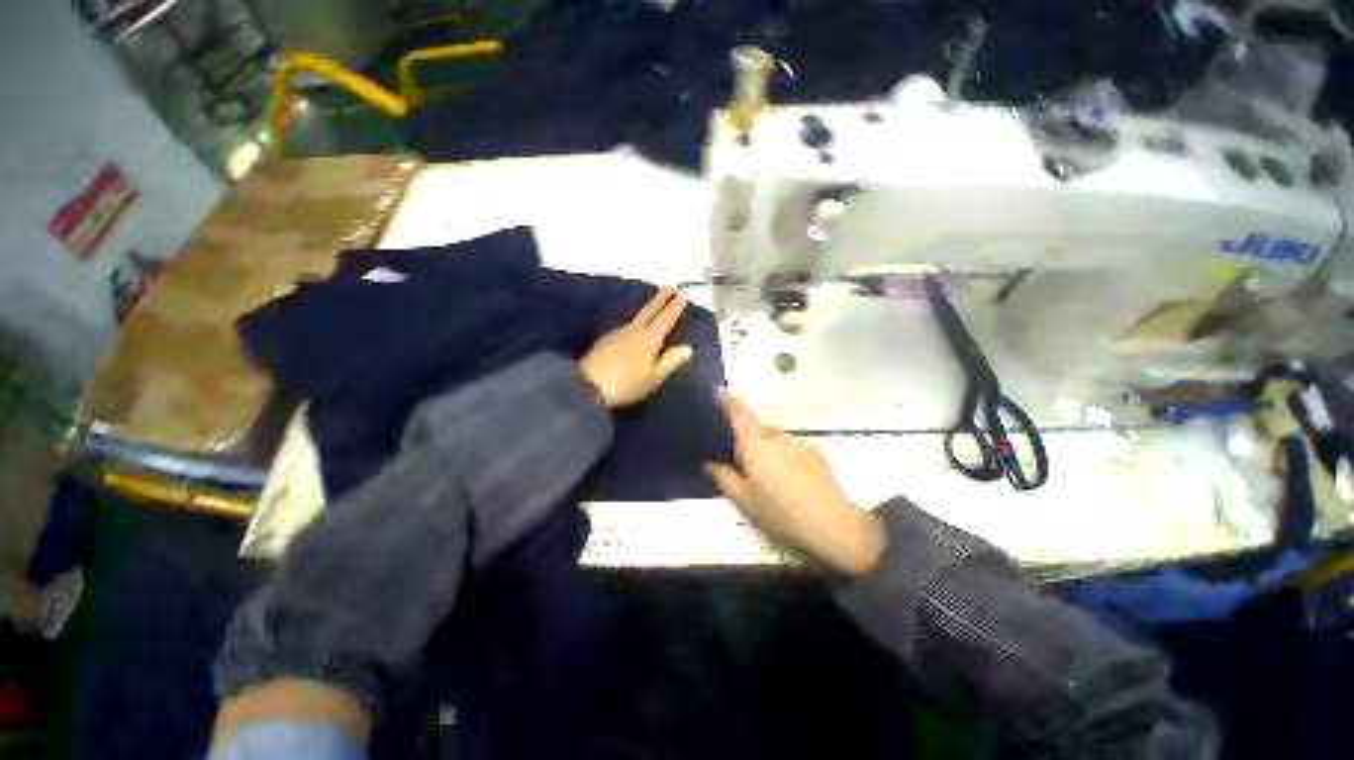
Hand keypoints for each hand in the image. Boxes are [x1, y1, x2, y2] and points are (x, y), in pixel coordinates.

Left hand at [579, 287, 693, 408]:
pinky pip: (625, 328)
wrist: (587, 387)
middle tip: (672, 283)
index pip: (665, 318)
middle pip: (649, 310)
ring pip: (636, 318)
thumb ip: (670, 361)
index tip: (684, 291)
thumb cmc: (627, 384)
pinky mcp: (605, 341)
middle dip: (662, 296)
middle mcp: (633, 331)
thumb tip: (687, 348)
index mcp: (648, 339)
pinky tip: (633, 332)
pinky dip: (635, 325)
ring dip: (648, 310)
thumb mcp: (653, 378)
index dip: (675, 306)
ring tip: (655, 308)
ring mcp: (616, 334)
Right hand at [704, 391, 885, 575]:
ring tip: (768, 474)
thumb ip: (725, 478)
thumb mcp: (746, 501)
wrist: (832, 524)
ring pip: (775, 438)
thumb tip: (709, 464)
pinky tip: (789, 479)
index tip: (718, 391)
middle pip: (757, 427)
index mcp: (755, 445)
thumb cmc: (781, 513)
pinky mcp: (815, 452)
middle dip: (748, 435)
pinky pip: (791, 447)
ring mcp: (798, 443)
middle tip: (742, 457)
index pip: (739, 414)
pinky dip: (784, 455)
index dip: (728, 401)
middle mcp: (776, 437)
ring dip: (767, 447)